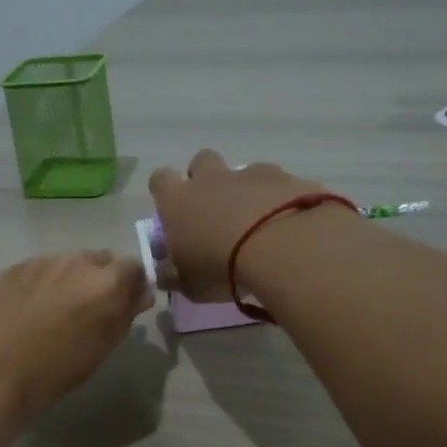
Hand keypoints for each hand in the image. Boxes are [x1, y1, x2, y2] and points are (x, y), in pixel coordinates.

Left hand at [0, 251, 151, 424]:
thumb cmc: (50, 373)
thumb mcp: (98, 351)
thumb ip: (123, 316)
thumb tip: (140, 295)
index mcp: (106, 283)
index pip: (134, 268)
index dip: (131, 285)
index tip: (125, 305)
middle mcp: (77, 262)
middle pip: (100, 261)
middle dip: (100, 280)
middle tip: (89, 311)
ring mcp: (41, 261)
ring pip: (67, 264)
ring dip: (70, 281)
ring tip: (55, 313)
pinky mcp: (12, 268)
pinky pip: (39, 270)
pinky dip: (41, 285)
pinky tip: (27, 311)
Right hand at [147, 150, 332, 300]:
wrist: (279, 247)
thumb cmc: (220, 267)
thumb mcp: (188, 284)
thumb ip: (173, 276)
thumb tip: (165, 273)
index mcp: (178, 201)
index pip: (160, 180)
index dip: (165, 191)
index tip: (172, 210)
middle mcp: (211, 179)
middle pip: (201, 161)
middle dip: (205, 179)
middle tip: (214, 209)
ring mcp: (250, 174)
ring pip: (242, 171)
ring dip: (245, 190)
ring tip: (257, 221)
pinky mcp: (285, 177)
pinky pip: (277, 183)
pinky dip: (278, 198)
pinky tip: (286, 223)